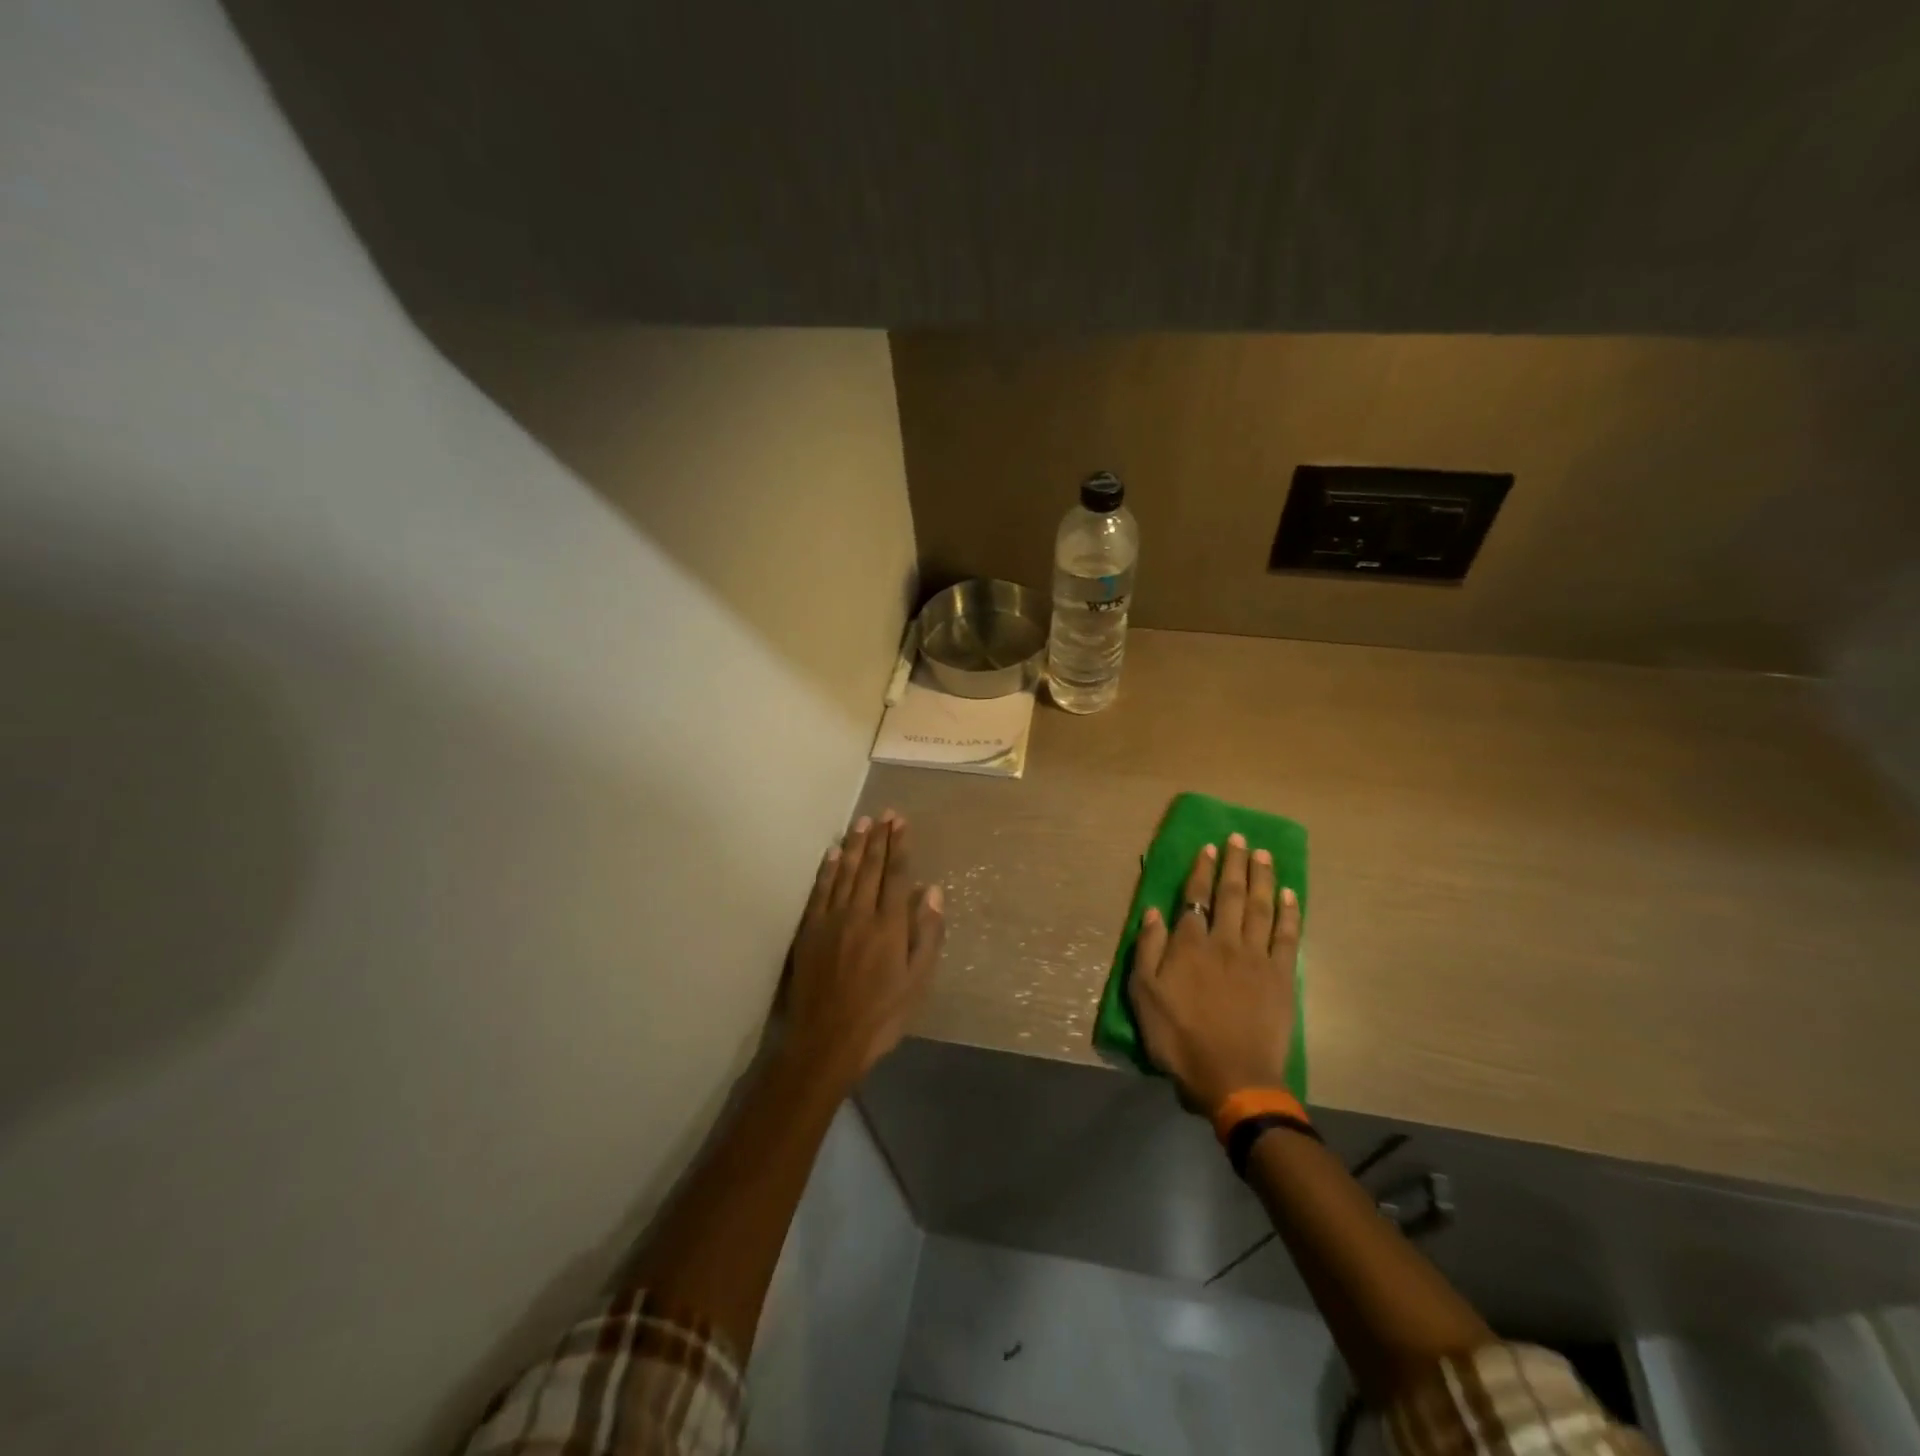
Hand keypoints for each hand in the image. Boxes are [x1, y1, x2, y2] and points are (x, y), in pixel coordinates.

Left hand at [784, 810, 944, 1087]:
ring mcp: (831, 920)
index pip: (896, 875)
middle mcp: (860, 914)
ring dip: (854, 846)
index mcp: (889, 925)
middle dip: (879, 838)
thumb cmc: (881, 1015)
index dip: (900, 846)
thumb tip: (931, 891)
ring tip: (861, 823)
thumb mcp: (918, 981)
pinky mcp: (809, 931)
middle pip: (870, 868)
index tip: (901, 822)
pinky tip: (831, 855)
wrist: (827, 1040)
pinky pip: (820, 891)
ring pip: (844, 873)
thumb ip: (927, 934)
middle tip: (884, 814)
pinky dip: (827, 870)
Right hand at [1130, 833, 1299, 1113]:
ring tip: (1264, 855)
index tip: (1210, 847)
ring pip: (1261, 907)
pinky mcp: (1281, 977)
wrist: (1232, 1076)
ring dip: (1263, 878)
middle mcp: (1225, 941)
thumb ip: (1147, 949)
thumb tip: (1154, 911)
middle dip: (1235, 864)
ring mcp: (1257, 958)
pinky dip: (1289, 913)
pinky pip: (1287, 936)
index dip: (1202, 870)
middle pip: (1232, 894)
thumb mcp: (1144, 994)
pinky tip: (1290, 895)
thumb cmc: (1179, 1037)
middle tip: (1240, 838)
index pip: (1196, 897)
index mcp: (1190, 944)